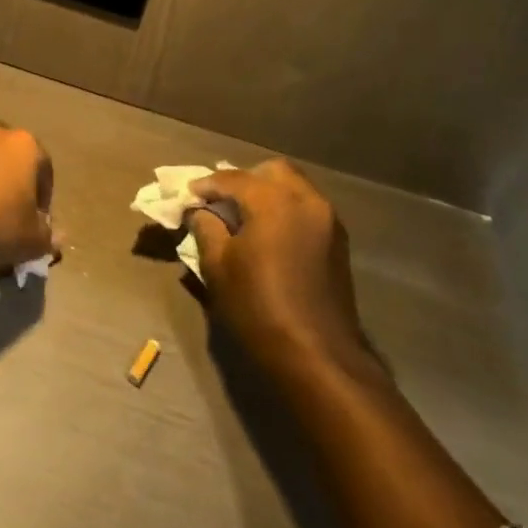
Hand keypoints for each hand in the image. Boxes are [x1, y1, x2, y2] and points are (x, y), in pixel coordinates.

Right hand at [186, 160, 372, 369]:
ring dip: (267, 193)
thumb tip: (198, 211)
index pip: (233, 178)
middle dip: (244, 180)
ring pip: (294, 187)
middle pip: (272, 171)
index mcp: (274, 201)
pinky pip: (307, 209)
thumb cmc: (259, 307)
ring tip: (243, 217)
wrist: (318, 355)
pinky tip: (268, 234)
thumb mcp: (218, 267)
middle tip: (221, 202)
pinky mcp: (338, 242)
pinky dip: (285, 210)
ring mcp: (328, 220)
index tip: (188, 195)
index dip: (207, 184)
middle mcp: (306, 200)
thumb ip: (205, 228)